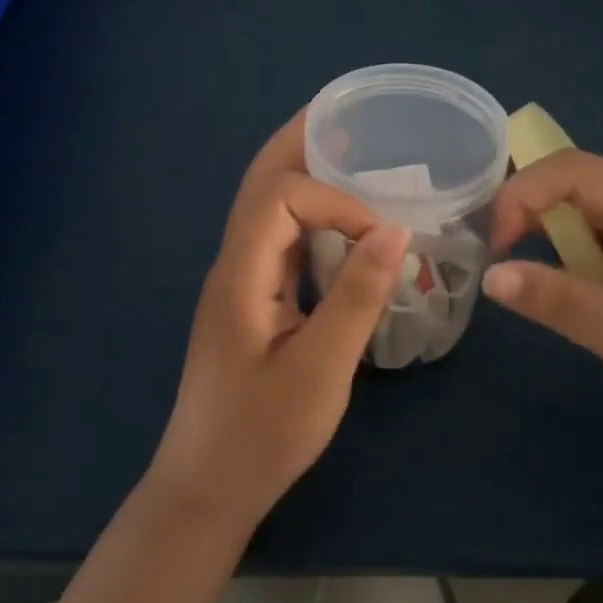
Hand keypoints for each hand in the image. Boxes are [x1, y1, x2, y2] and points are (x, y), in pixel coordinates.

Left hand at [146, 111, 410, 535]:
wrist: (207, 488)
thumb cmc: (261, 434)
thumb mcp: (320, 369)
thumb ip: (356, 297)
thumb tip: (395, 232)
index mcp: (241, 274)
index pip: (281, 196)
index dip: (335, 201)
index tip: (381, 238)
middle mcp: (234, 266)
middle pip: (260, 183)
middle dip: (301, 143)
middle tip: (346, 114)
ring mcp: (240, 285)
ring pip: (267, 210)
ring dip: (304, 176)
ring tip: (349, 153)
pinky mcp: (252, 306)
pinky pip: (280, 243)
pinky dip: (311, 220)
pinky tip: (342, 228)